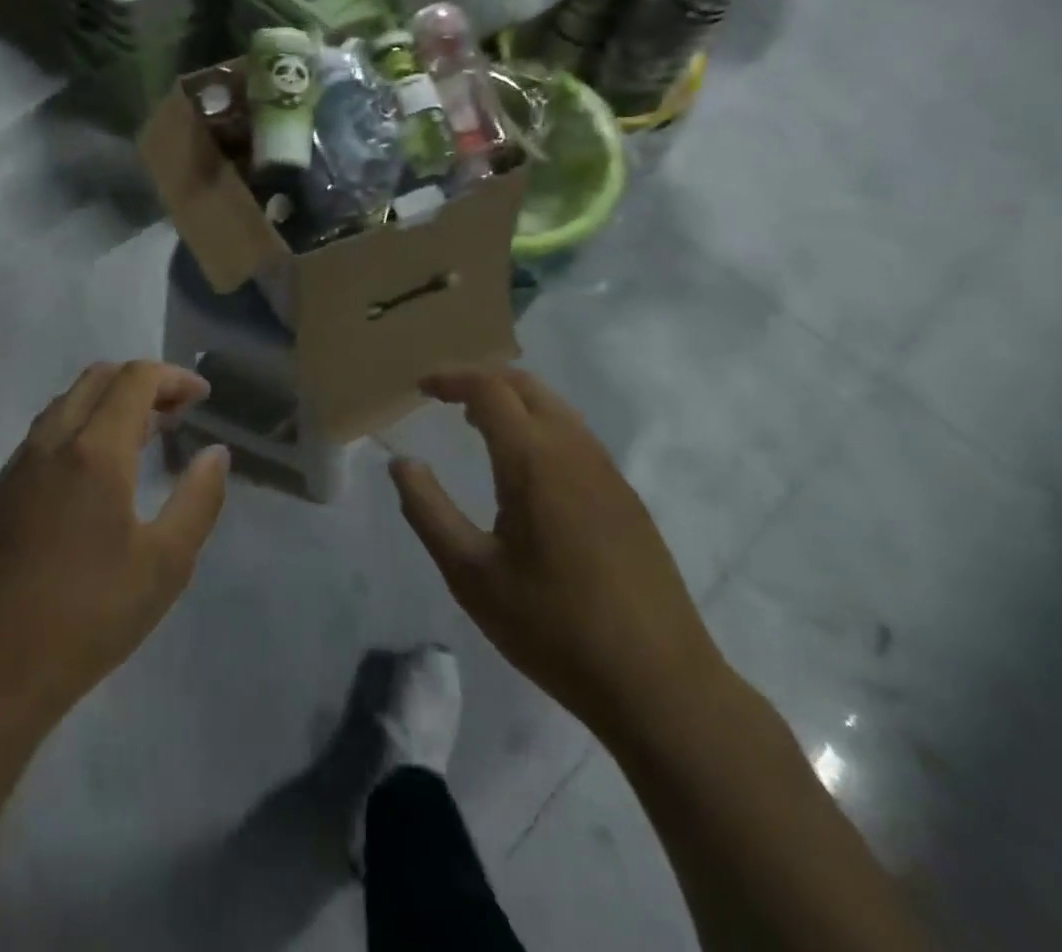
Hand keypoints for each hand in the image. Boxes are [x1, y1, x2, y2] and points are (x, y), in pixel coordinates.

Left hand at [0, 362, 229, 739]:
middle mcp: (52, 441)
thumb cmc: (88, 617)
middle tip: (176, 412)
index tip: (201, 397)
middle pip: (98, 377)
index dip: (173, 377)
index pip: (135, 379)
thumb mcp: (165, 564)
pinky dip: (80, 424)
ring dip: (109, 400)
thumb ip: (198, 499)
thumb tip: (217, 452)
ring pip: (67, 401)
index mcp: (95, 451)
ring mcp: (18, 464)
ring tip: (142, 434)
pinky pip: (45, 431)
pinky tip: (95, 469)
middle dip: (142, 381)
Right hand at [390, 367, 728, 738]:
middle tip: (445, 397)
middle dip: (481, 379)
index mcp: (534, 460)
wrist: (660, 685)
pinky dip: (540, 424)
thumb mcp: (471, 575)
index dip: (451, 378)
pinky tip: (527, 466)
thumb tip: (401, 463)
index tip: (420, 387)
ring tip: (476, 424)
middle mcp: (575, 451)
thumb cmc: (553, 628)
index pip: (489, 389)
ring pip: (556, 407)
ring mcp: (608, 473)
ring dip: (513, 400)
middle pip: (526, 385)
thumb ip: (428, 511)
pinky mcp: (627, 498)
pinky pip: (576, 435)